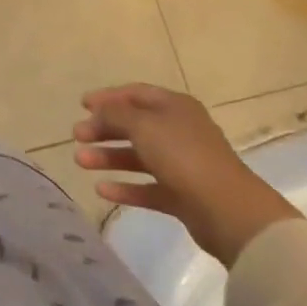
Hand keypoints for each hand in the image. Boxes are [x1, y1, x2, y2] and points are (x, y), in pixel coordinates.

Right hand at [74, 83, 301, 268]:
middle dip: (104, 129)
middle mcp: (179, 131)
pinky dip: (125, 187)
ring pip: (138, 156)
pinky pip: (147, 187)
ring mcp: (182, 165)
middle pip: (134, 125)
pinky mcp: (182, 196)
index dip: (108, 97)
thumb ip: (115, 114)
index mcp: (175, 107)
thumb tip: (99, 111)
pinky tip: (101, 190)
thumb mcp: (142, 125)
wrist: (229, 211)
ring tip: (80, 162)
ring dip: (108, 157)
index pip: (136, 94)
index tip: (82, 105)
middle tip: (77, 136)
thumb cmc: (183, 156)